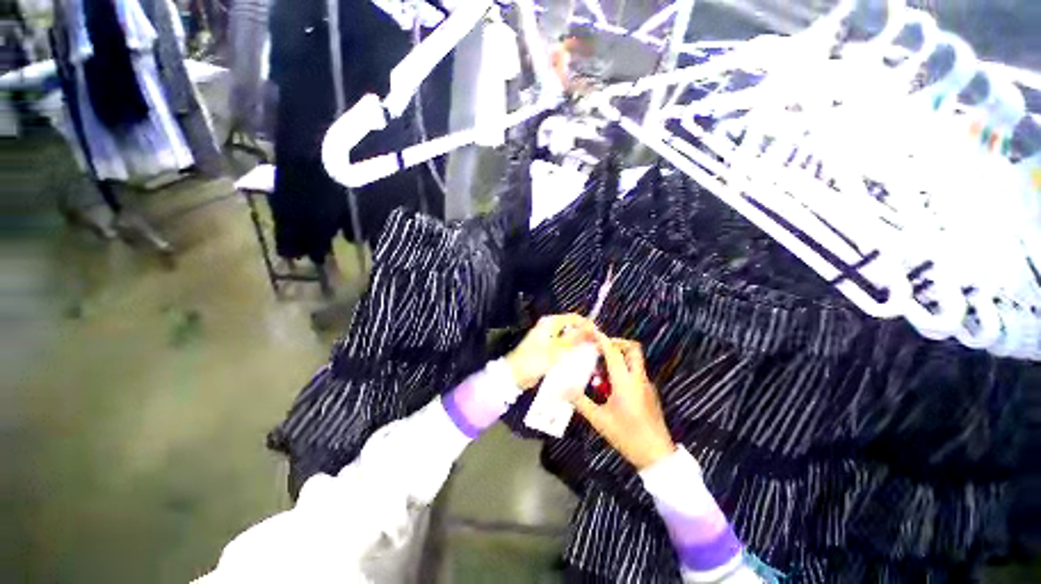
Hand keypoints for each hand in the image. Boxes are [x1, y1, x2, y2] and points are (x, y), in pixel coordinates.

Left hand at [506, 314, 597, 389]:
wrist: (515, 375)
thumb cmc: (534, 360)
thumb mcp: (557, 350)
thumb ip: (575, 339)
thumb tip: (593, 330)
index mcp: (550, 322)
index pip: (574, 318)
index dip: (587, 326)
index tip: (599, 337)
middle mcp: (549, 327)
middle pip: (572, 328)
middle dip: (585, 336)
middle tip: (598, 347)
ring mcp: (548, 338)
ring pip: (569, 339)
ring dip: (579, 345)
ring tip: (592, 354)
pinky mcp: (548, 350)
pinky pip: (564, 348)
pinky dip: (572, 352)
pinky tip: (581, 360)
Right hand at [571, 336, 675, 469]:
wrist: (657, 455)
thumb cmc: (626, 435)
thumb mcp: (599, 420)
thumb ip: (581, 402)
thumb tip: (563, 390)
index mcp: (625, 382)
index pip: (613, 353)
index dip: (602, 340)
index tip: (592, 332)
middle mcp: (638, 378)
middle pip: (633, 349)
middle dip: (617, 343)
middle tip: (601, 348)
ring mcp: (647, 385)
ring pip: (635, 361)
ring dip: (620, 357)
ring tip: (602, 367)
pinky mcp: (650, 393)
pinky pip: (636, 373)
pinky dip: (624, 370)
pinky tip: (613, 386)